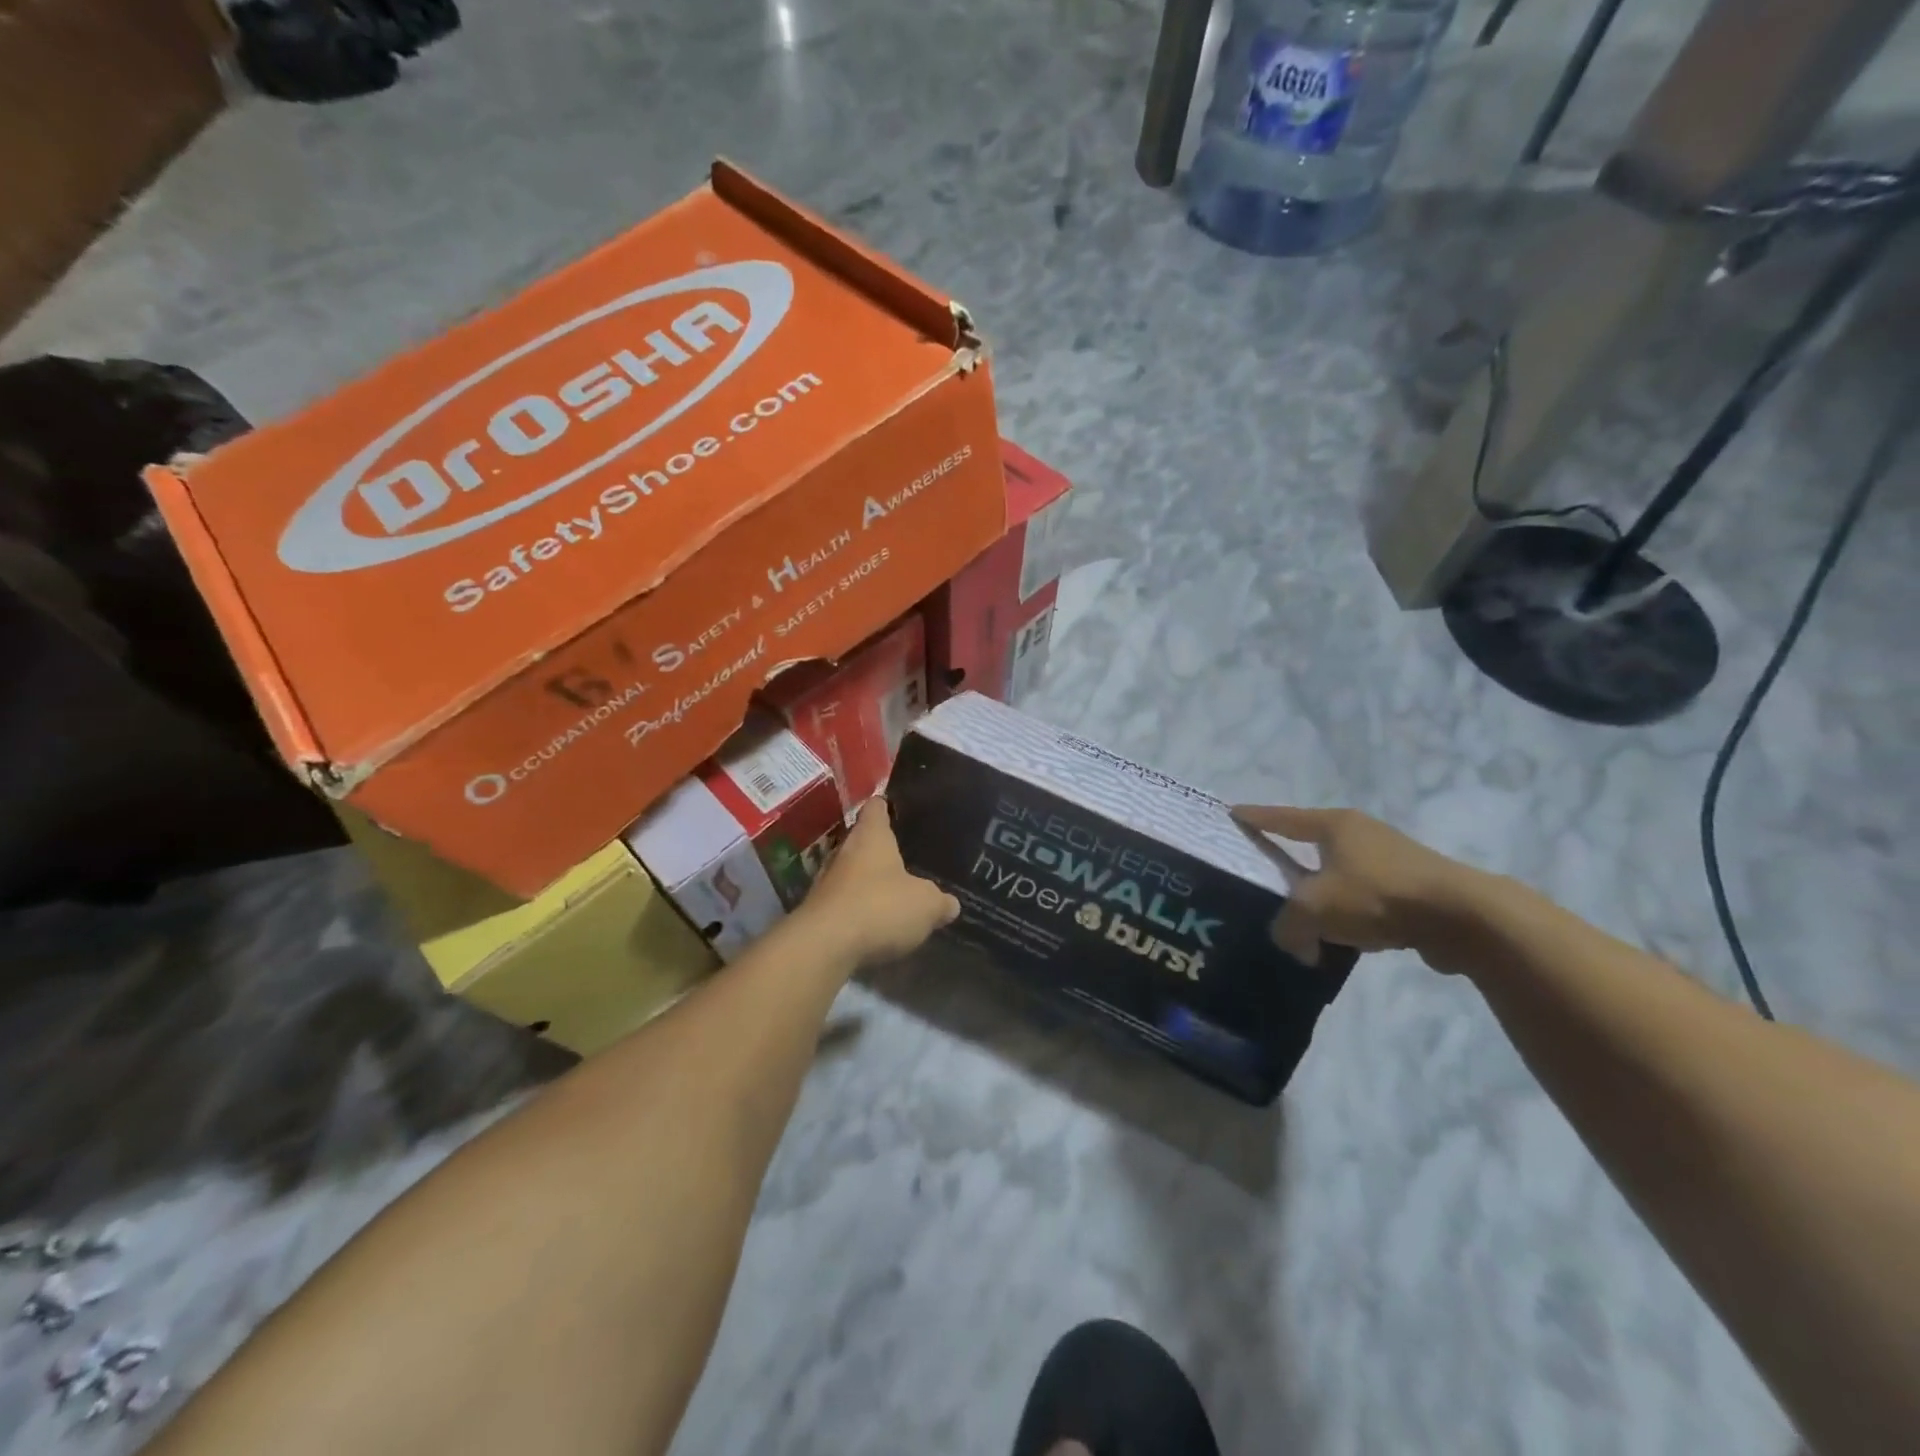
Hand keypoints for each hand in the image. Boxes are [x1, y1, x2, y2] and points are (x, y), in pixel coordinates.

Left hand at [798, 798, 959, 968]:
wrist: (825, 945)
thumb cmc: (880, 907)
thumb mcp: (926, 905)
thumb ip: (940, 901)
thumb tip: (950, 904)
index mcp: (871, 836)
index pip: (876, 808)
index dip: (886, 807)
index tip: (897, 809)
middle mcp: (844, 850)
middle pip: (861, 840)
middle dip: (878, 849)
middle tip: (903, 856)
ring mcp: (825, 881)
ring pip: (850, 872)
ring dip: (866, 881)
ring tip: (890, 891)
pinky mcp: (817, 910)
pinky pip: (842, 902)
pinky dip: (856, 908)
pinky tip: (872, 922)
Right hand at [1230, 805, 1478, 969]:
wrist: (1464, 918)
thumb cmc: (1377, 897)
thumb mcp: (1315, 910)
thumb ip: (1288, 927)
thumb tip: (1294, 944)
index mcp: (1334, 826)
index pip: (1281, 818)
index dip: (1255, 817)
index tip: (1232, 814)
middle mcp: (1362, 834)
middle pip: (1313, 845)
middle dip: (1290, 860)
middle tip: (1266, 874)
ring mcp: (1392, 860)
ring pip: (1342, 875)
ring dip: (1325, 895)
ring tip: (1306, 918)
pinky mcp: (1415, 889)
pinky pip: (1368, 899)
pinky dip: (1353, 915)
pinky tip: (1349, 940)